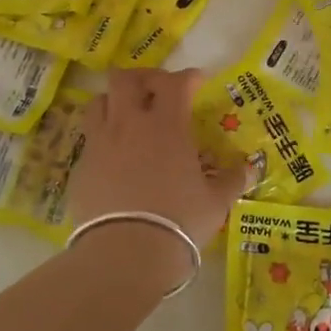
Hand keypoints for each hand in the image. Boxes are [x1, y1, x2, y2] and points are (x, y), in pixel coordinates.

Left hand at [68, 70, 244, 283]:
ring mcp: (101, 143)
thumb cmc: (178, 222)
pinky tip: (114, 155)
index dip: (188, 77)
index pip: (175, 82)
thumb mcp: (215, 203)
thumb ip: (233, 179)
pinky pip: (90, 138)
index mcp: (166, 125)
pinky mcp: (81, 166)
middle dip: (143, 77)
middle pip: (126, 78)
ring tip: (127, 115)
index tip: (197, 82)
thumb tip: (249, 167)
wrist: (125, 254)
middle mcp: (130, 124)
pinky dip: (103, 136)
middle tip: (157, 90)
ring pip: (99, 101)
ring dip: (114, 101)